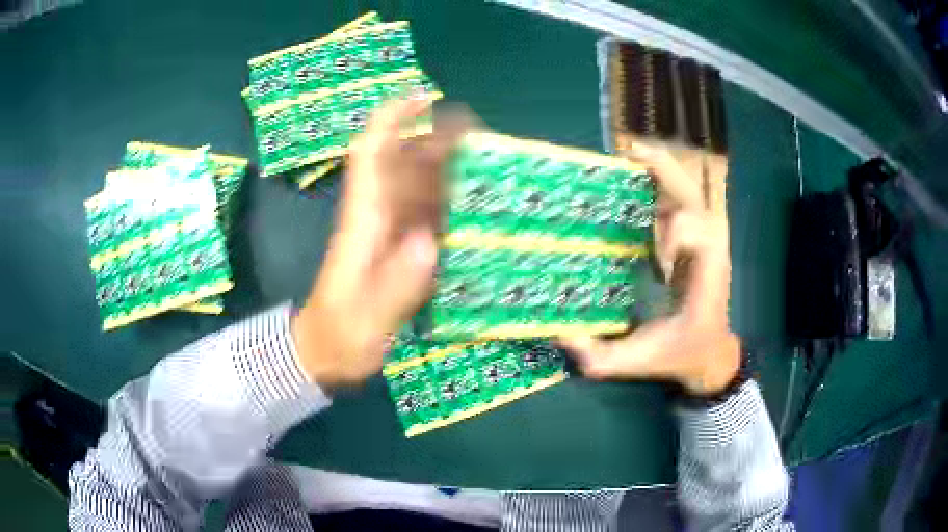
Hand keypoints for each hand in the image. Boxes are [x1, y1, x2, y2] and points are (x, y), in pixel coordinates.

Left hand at [292, 98, 466, 388]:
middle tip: (478, 132)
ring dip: (447, 167)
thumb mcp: (364, 320)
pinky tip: (475, 203)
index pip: (372, 155)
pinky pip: (426, 214)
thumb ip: (394, 286)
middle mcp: (378, 217)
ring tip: (486, 159)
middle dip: (434, 138)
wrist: (324, 352)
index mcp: (363, 221)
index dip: (393, 120)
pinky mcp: (399, 249)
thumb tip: (429, 243)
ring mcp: (390, 232)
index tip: (422, 98)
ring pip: (417, 185)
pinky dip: (449, 202)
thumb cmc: (338, 335)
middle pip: (402, 162)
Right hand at [560, 145, 739, 395]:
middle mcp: (709, 250)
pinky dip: (662, 183)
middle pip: (695, 198)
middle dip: (666, 172)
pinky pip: (681, 202)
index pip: (700, 234)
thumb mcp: (639, 362)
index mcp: (705, 276)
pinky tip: (638, 176)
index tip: (655, 259)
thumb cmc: (680, 354)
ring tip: (630, 157)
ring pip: (689, 193)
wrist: (710, 353)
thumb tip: (559, 335)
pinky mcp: (694, 239)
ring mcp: (704, 241)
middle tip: (631, 156)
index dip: (676, 233)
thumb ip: (600, 357)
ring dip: (662, 172)